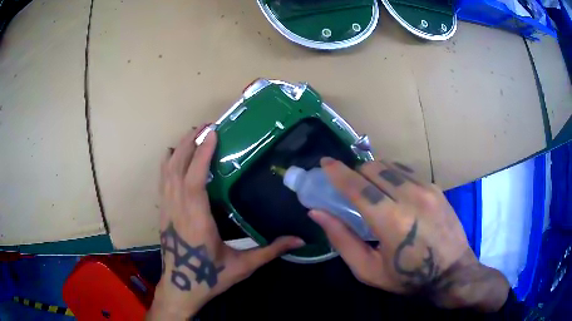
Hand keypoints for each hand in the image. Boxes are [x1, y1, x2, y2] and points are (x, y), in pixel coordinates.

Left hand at [147, 126, 304, 319]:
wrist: (180, 288)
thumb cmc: (210, 277)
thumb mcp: (242, 266)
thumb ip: (270, 251)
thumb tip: (299, 240)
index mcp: (197, 220)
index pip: (195, 180)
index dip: (202, 154)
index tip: (213, 133)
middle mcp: (178, 210)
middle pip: (178, 168)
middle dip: (190, 143)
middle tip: (205, 126)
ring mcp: (166, 210)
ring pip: (167, 172)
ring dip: (179, 150)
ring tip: (192, 134)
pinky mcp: (162, 213)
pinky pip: (162, 181)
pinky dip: (167, 164)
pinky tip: (173, 155)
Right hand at [309, 157, 509, 311]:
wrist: (452, 272)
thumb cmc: (408, 277)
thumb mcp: (368, 269)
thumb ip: (342, 239)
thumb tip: (317, 213)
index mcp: (390, 220)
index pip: (357, 186)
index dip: (337, 172)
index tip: (325, 162)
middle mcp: (410, 196)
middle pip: (373, 168)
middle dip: (356, 173)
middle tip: (351, 188)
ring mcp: (426, 188)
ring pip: (391, 165)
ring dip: (375, 172)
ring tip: (373, 190)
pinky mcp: (436, 188)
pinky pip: (407, 171)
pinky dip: (393, 175)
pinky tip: (395, 192)